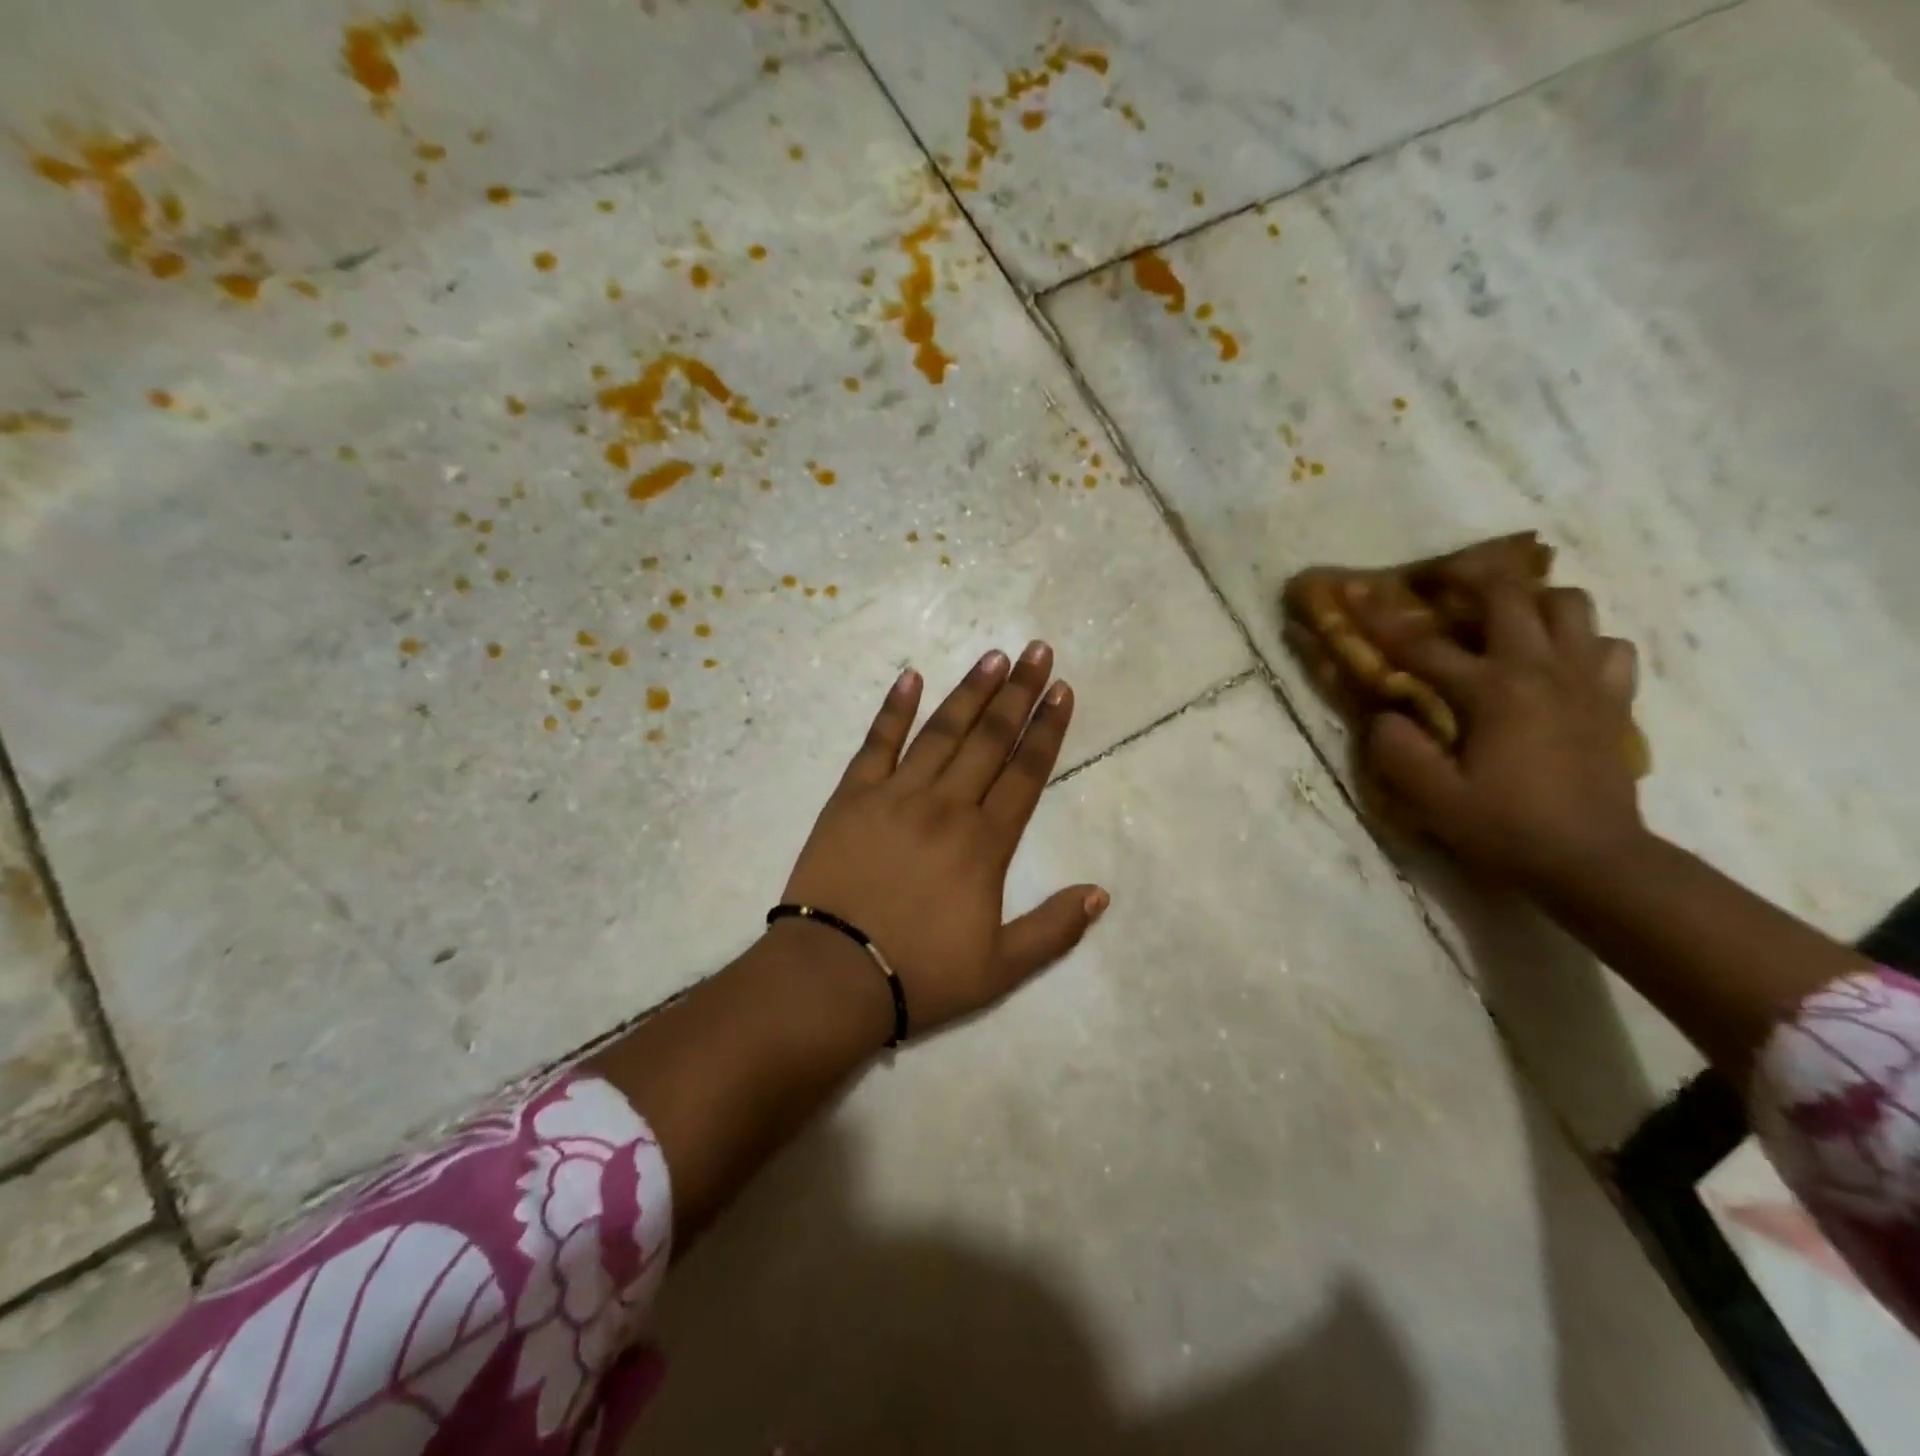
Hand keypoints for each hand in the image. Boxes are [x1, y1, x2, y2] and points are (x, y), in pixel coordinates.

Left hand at [781, 643, 1108, 1039]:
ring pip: (941, 732)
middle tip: (1037, 650)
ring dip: (970, 692)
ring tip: (994, 657)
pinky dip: (894, 708)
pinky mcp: (851, 797)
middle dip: (1018, 692)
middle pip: (989, 739)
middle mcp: (946, 806)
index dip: (1046, 729)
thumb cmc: (920, 975)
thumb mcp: (1001, 969)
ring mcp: (895, 796)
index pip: (1025, 773)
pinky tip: (910, 676)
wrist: (833, 976)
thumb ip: (1054, 929)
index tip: (1062, 689)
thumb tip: (1101, 892)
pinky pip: (877, 743)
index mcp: (984, 843)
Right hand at [1350, 578, 1645, 889]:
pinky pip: (1607, 645)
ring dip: (1532, 602)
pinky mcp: (1614, 699)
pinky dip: (1580, 641)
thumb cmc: (1507, 828)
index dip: (1381, 619)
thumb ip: (1396, 751)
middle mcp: (1541, 670)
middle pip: (1511, 596)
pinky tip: (1556, 662)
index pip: (1423, 645)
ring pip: (1570, 606)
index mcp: (1492, 691)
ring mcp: (1586, 680)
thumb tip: (1386, 715)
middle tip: (1443, 582)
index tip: (1355, 592)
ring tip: (1504, 619)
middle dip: (1471, 578)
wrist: (1596, 861)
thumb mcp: (1431, 799)